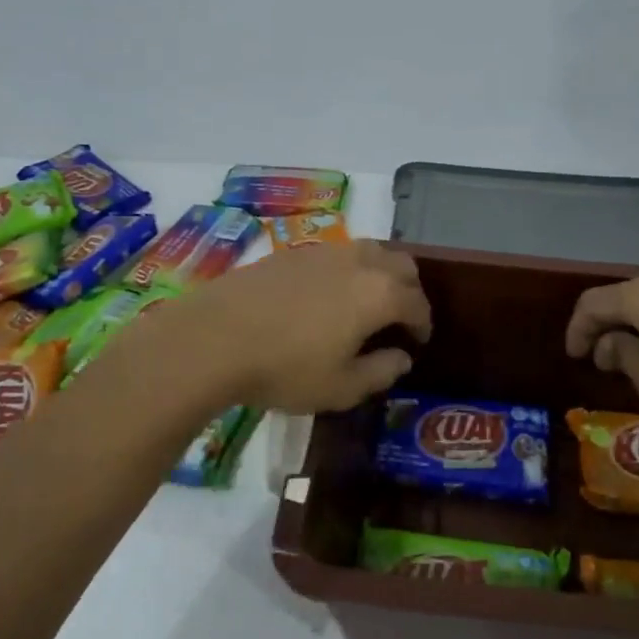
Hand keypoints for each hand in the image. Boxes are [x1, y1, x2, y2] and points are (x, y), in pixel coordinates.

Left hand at [175, 241, 431, 412]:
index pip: (417, 302)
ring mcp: (324, 251)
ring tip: (367, 301)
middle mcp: (359, 261)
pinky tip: (328, 295)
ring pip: (369, 251)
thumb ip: (381, 372)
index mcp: (379, 293)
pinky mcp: (293, 252)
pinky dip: (347, 270)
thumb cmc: (286, 369)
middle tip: (400, 317)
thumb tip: (401, 358)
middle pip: (401, 264)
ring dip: (379, 272)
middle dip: (408, 289)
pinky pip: (336, 254)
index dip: (423, 323)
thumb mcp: (341, 387)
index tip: (419, 341)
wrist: (215, 337)